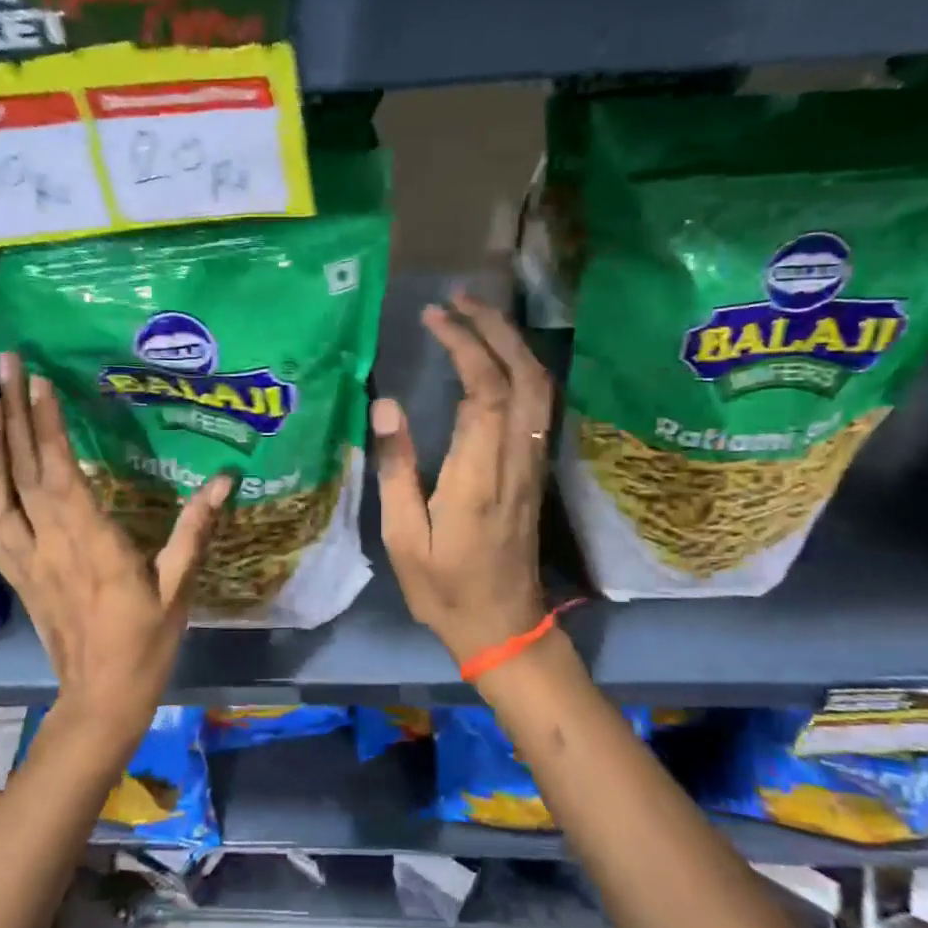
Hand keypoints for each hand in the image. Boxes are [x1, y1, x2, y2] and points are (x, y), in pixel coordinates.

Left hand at [0, 352, 232, 738]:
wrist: (100, 699)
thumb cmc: (145, 644)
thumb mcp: (178, 588)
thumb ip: (195, 531)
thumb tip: (225, 480)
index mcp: (93, 545)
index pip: (62, 475)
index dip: (47, 427)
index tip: (38, 382)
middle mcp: (51, 545)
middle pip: (23, 473)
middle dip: (13, 416)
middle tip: (3, 363)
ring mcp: (27, 561)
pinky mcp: (18, 575)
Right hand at [372, 293, 552, 664]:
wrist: (504, 626)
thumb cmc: (445, 588)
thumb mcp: (403, 537)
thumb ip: (396, 468)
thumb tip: (387, 405)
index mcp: (478, 476)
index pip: (486, 391)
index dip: (465, 345)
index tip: (435, 317)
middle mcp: (515, 460)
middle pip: (524, 377)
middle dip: (496, 329)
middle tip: (459, 300)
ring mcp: (532, 464)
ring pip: (540, 389)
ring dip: (513, 345)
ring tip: (476, 318)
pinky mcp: (535, 470)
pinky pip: (539, 407)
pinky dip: (521, 370)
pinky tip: (497, 360)